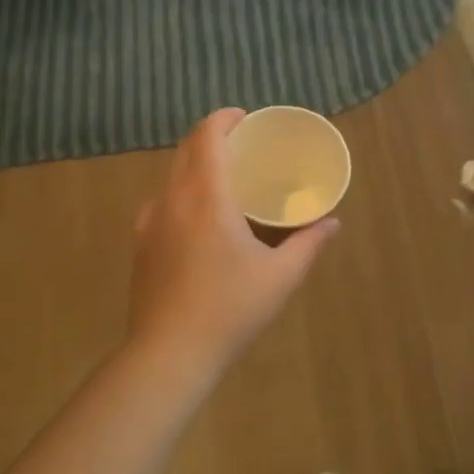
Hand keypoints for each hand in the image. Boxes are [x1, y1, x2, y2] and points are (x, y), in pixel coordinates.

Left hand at [127, 109, 339, 376]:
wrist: (168, 355)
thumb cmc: (230, 309)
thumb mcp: (281, 277)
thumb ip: (308, 243)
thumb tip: (332, 223)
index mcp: (206, 196)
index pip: (207, 137)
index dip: (224, 118)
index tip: (245, 117)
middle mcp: (173, 199)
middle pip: (186, 150)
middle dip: (211, 137)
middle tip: (242, 144)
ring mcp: (150, 222)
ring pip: (171, 176)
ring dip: (195, 165)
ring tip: (223, 180)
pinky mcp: (141, 246)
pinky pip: (162, 203)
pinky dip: (182, 193)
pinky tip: (199, 221)